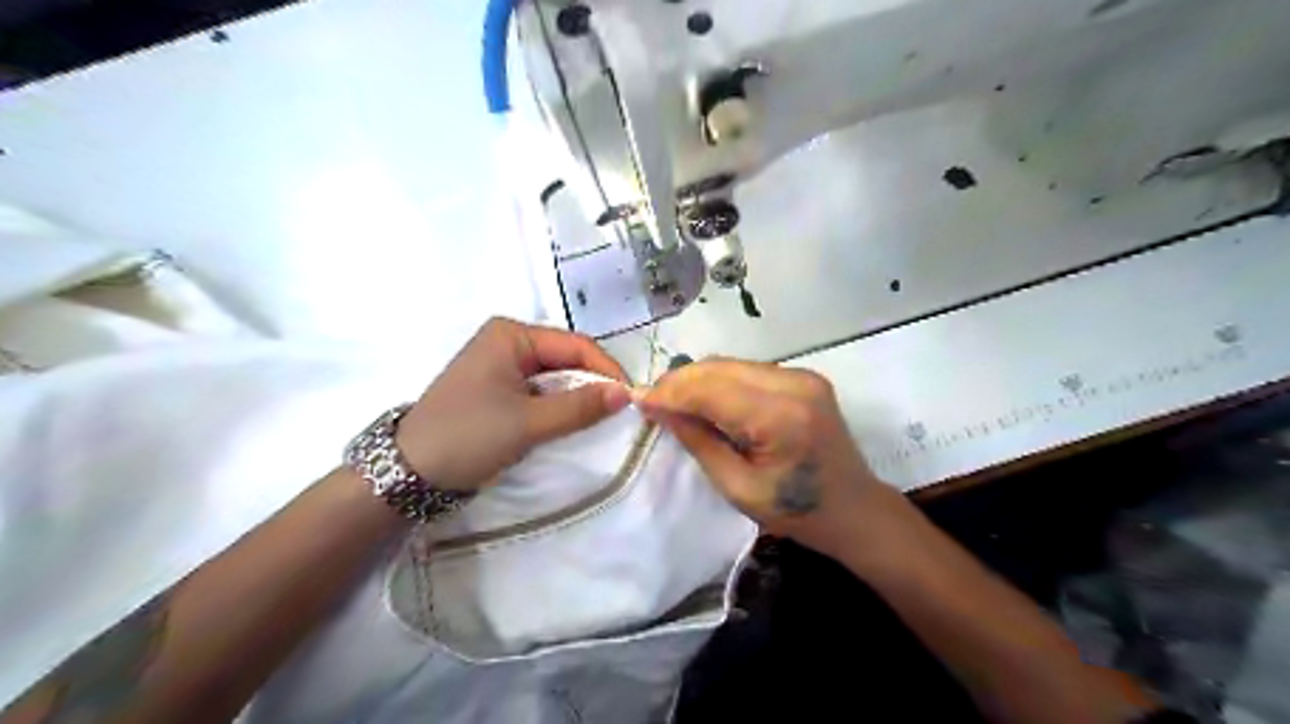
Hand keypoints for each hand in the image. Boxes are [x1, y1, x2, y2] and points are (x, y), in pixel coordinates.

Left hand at [396, 317, 633, 492]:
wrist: (409, 472)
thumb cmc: (467, 436)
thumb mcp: (528, 423)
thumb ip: (579, 406)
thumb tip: (627, 394)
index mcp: (512, 334)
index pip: (575, 345)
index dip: (606, 370)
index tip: (631, 400)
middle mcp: (508, 341)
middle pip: (566, 358)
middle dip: (593, 383)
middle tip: (619, 412)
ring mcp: (502, 364)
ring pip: (556, 376)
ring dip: (577, 396)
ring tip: (600, 419)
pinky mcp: (498, 387)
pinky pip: (540, 390)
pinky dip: (558, 405)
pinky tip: (571, 421)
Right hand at [639, 360, 899, 557]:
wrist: (854, 508)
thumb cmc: (797, 512)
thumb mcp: (738, 488)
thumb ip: (698, 442)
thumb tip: (659, 409)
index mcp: (781, 417)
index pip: (711, 390)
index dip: (671, 393)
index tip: (639, 401)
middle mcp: (794, 384)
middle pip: (720, 368)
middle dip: (680, 382)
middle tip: (651, 401)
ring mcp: (802, 376)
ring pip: (731, 364)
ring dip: (697, 380)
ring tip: (672, 401)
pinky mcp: (802, 377)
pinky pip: (747, 370)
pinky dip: (719, 382)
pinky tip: (704, 400)